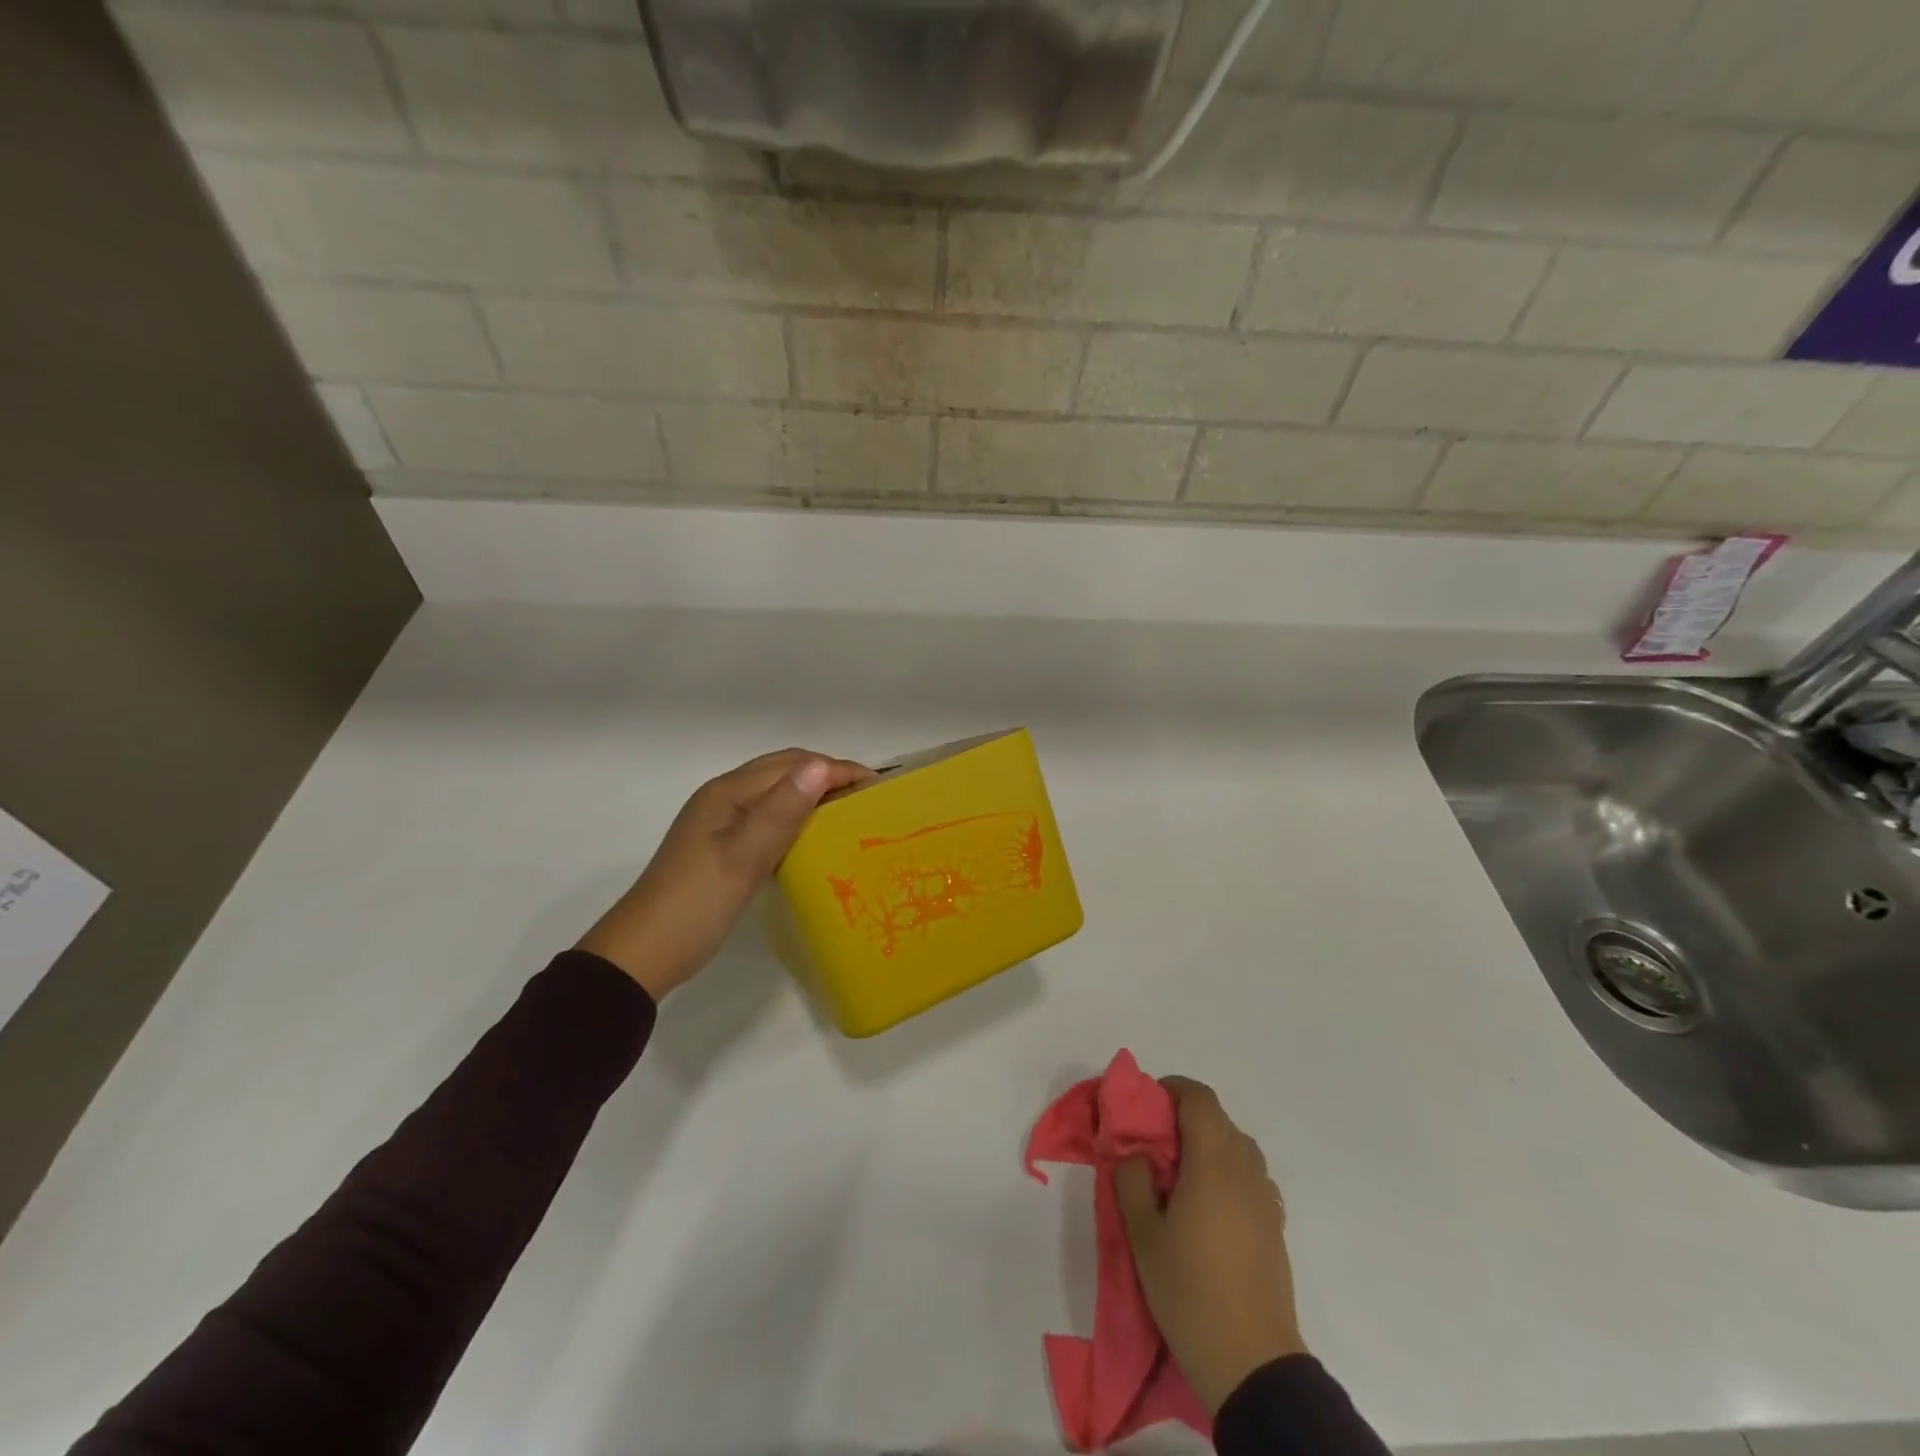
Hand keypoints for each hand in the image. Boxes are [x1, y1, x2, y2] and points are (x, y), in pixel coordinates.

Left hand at [577, 749, 874, 1000]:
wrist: (643, 954)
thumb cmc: (696, 903)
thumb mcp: (744, 857)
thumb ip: (782, 810)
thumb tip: (821, 765)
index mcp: (728, 792)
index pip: (793, 765)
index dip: (837, 769)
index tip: (879, 787)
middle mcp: (724, 797)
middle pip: (784, 772)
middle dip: (828, 776)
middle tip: (869, 799)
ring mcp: (720, 822)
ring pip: (777, 794)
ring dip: (813, 796)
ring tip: (849, 815)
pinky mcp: (722, 846)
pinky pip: (769, 819)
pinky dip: (796, 818)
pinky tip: (813, 840)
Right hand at [1115, 1076, 1306, 1415]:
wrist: (1252, 1362)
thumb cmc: (1190, 1291)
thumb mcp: (1143, 1235)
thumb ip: (1132, 1181)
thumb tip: (1136, 1154)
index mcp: (1213, 1161)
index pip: (1199, 1098)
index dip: (1172, 1089)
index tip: (1147, 1107)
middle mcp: (1245, 1168)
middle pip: (1218, 1119)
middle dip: (1185, 1118)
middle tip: (1154, 1145)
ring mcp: (1265, 1197)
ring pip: (1236, 1146)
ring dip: (1207, 1145)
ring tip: (1179, 1177)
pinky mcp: (1275, 1224)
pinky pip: (1249, 1176)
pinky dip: (1226, 1172)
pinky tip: (1208, 1206)